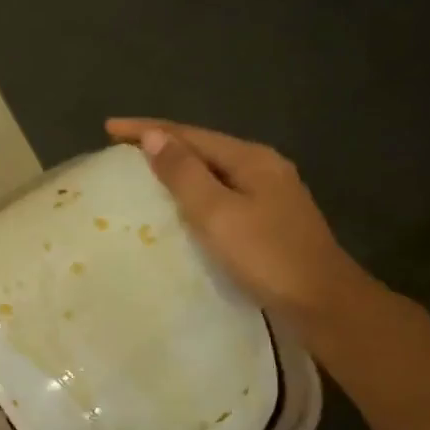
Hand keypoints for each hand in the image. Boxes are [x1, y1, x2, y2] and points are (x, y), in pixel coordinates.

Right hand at [106, 118, 370, 331]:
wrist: (322, 302)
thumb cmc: (266, 256)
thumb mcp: (217, 213)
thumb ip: (184, 173)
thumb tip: (153, 136)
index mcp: (251, 159)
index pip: (189, 134)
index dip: (146, 129)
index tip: (108, 127)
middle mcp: (262, 168)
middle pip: (202, 147)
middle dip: (161, 144)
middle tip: (120, 150)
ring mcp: (269, 194)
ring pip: (212, 171)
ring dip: (176, 168)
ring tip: (142, 172)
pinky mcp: (268, 220)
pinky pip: (220, 194)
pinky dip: (193, 192)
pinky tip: (179, 205)